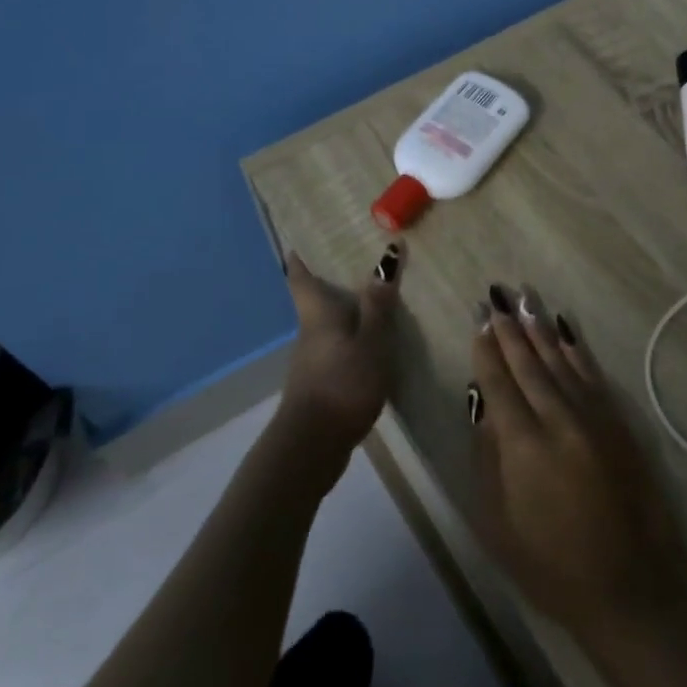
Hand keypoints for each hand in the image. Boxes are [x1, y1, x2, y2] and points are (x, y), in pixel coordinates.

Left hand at [277, 246, 398, 458]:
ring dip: (347, 311)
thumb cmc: (342, 383)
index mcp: (318, 314)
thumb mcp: (371, 340)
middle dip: (332, 280)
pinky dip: (353, 337)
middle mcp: (311, 332)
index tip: (301, 239)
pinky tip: (375, 343)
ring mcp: (313, 361)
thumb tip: (387, 254)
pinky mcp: (322, 384)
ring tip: (377, 297)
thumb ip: (379, 303)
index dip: (299, 257)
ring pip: (329, 325)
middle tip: (360, 259)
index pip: (300, 278)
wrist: (312, 447)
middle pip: (316, 299)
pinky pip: (339, 348)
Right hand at [469, 284, 686, 636]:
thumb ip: (486, 458)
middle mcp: (558, 419)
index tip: (478, 318)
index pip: (499, 382)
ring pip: (560, 360)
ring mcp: (593, 416)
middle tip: (497, 294)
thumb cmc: (552, 566)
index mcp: (523, 445)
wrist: (631, 584)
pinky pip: (591, 372)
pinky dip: (575, 348)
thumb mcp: (498, 524)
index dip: (486, 349)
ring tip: (525, 298)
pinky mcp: (618, 420)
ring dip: (540, 327)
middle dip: (510, 327)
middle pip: (529, 363)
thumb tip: (482, 405)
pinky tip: (565, 329)